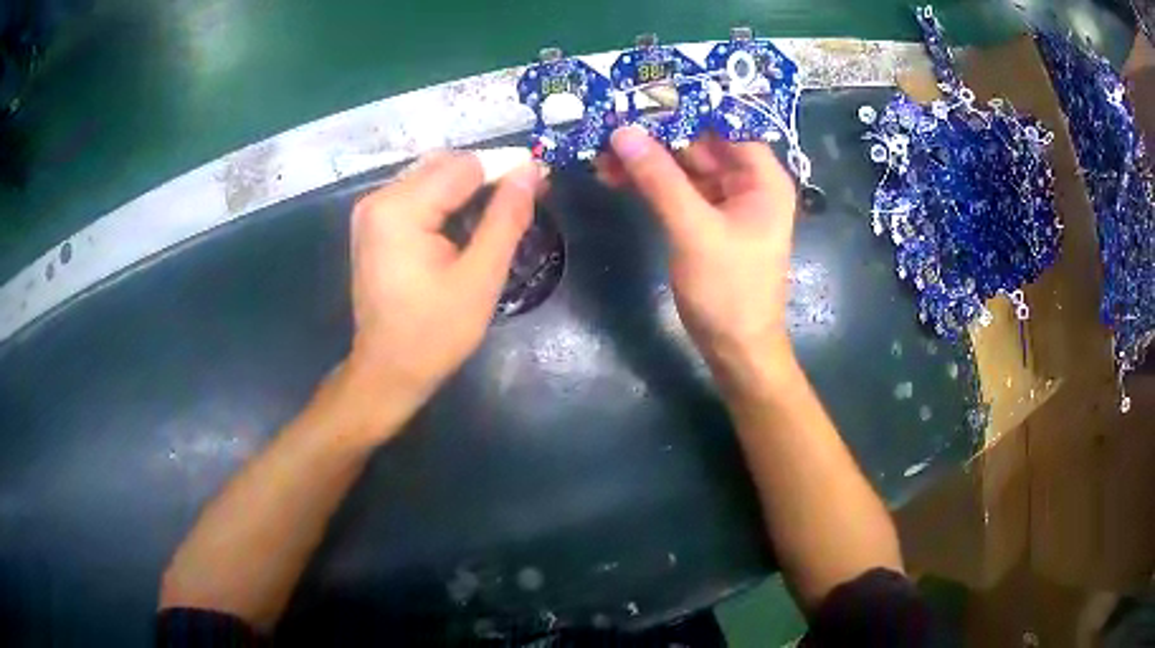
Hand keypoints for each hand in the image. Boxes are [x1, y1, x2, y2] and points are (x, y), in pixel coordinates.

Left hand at [341, 152, 538, 440]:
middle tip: (526, 199)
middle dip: (487, 178)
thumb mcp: (480, 277)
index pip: (463, 166)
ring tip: (500, 214)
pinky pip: (417, 195)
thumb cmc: (435, 332)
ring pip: (432, 177)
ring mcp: (371, 211)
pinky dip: (446, 202)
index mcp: (400, 209)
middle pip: (445, 165)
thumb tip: (531, 170)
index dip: (506, 169)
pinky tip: (466, 225)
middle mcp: (378, 199)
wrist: (388, 370)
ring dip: (468, 189)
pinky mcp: (373, 224)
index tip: (540, 182)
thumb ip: (506, 218)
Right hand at [600, 126, 798, 392]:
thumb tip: (623, 132)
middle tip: (608, 124)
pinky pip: (677, 192)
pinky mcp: (706, 222)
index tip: (638, 97)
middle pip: (700, 144)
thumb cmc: (729, 291)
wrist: (736, 350)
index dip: (684, 109)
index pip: (723, 125)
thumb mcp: (694, 230)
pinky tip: (615, 178)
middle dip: (655, 136)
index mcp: (762, 178)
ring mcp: (726, 203)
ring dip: (646, 161)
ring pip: (683, 167)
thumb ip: (659, 179)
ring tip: (600, 154)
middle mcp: (747, 183)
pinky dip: (650, 185)